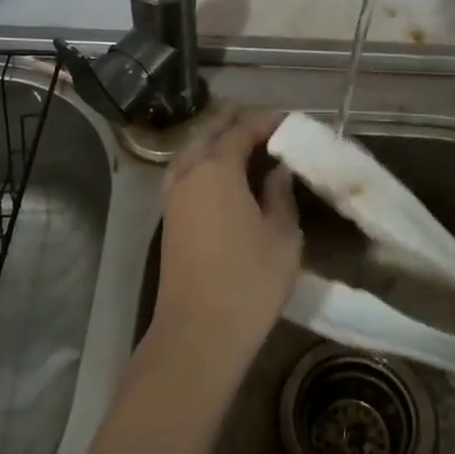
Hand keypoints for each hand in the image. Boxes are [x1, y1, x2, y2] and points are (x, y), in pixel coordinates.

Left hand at [149, 110, 301, 367]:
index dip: (264, 122)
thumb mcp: (283, 236)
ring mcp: (173, 197)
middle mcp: (189, 174)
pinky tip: (218, 175)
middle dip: (233, 122)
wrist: (198, 333)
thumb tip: (278, 171)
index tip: (287, 120)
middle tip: (261, 122)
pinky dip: (201, 162)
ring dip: (213, 140)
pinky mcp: (168, 220)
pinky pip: (183, 173)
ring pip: (190, 152)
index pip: (240, 131)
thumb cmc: (249, 281)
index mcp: (217, 169)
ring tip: (239, 142)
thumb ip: (280, 196)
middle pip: (208, 134)